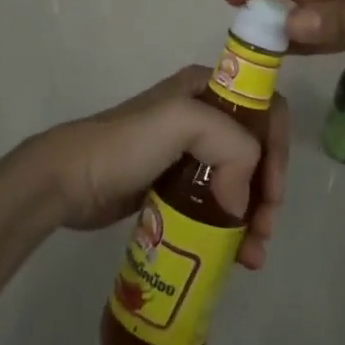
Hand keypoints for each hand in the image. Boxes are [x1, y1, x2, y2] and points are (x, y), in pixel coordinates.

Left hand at [25, 67, 290, 269]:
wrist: (67, 181)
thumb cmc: (126, 145)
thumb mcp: (182, 123)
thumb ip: (230, 146)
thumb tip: (242, 202)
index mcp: (207, 88)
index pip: (263, 109)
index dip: (276, 148)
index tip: (272, 191)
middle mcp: (202, 114)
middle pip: (255, 149)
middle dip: (267, 190)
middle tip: (264, 230)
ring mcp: (188, 152)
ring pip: (239, 179)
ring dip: (253, 214)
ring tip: (251, 256)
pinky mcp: (174, 185)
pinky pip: (216, 203)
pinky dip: (231, 227)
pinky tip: (235, 255)